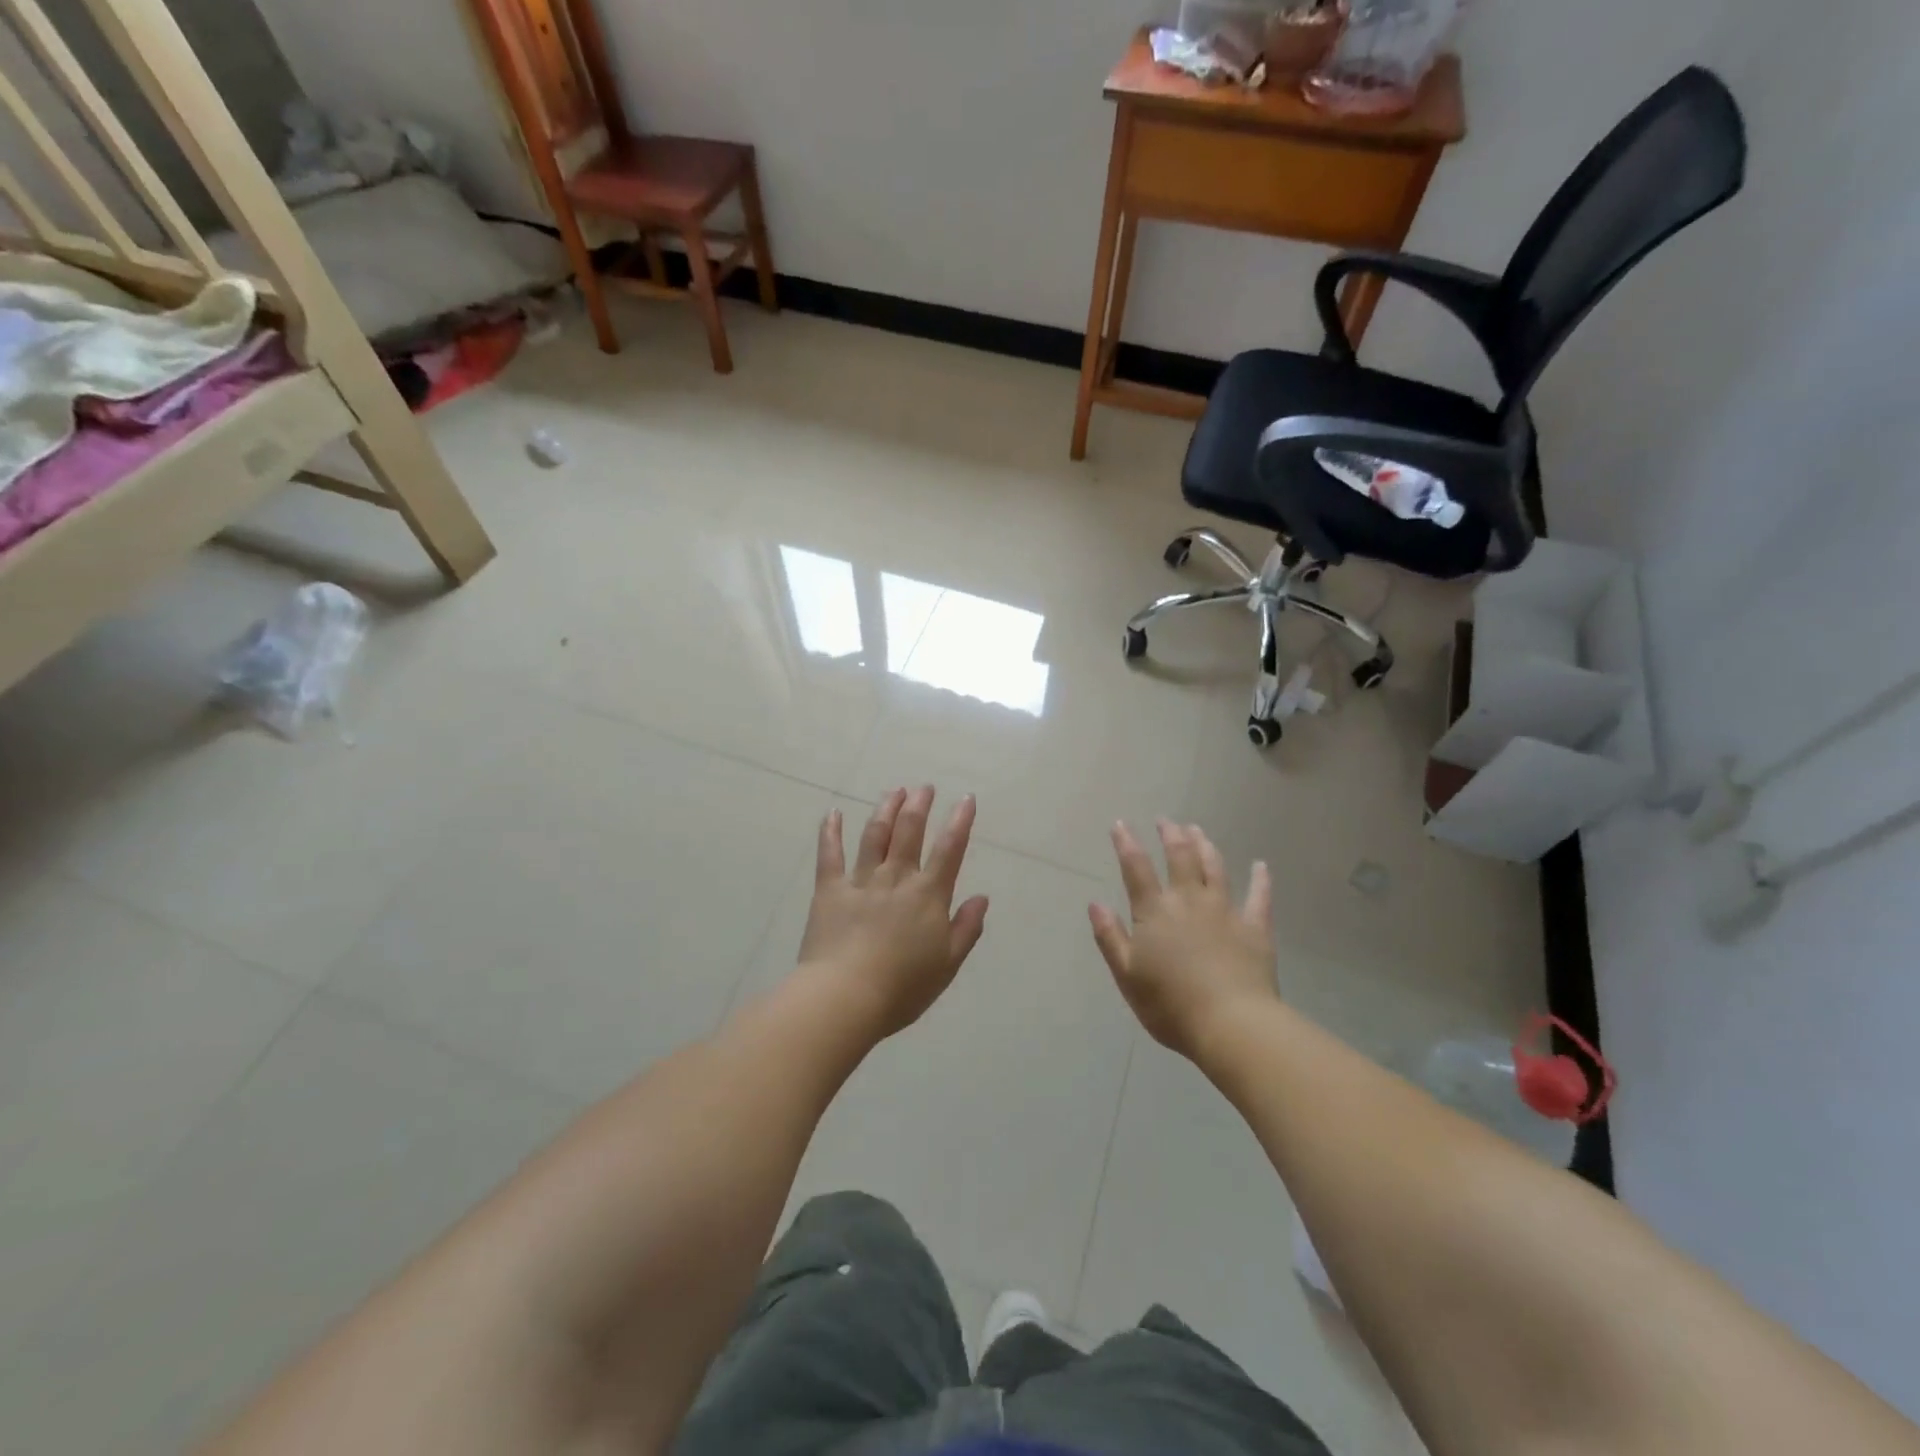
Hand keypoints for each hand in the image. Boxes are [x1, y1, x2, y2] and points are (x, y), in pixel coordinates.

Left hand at [797, 787, 990, 1039]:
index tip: (966, 798)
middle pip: (909, 831)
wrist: (846, 996)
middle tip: (924, 787)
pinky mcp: (830, 889)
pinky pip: (830, 854)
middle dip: (919, 805)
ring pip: (875, 835)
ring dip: (886, 809)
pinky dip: (831, 831)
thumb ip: (966, 928)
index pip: (949, 850)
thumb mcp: (947, 964)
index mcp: (928, 895)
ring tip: (894, 791)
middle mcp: (896, 878)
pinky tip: (833, 813)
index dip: (960, 821)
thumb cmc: (902, 987)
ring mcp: (861, 880)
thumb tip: (981, 897)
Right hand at [1089, 820, 1277, 1059]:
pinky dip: (1260, 879)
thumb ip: (1110, 937)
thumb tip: (1095, 903)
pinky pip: (1259, 897)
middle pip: (1179, 858)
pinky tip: (1261, 865)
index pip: (1136, 869)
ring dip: (1205, 846)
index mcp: (1155, 912)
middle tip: (1166, 820)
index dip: (1127, 843)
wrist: (1231, 1024)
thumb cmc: (1170, 1005)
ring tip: (1198, 830)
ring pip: (1215, 868)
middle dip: (1170, 835)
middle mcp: (1189, 901)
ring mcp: (1225, 911)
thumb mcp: (1127, 975)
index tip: (1121, 823)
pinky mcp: (1255, 928)